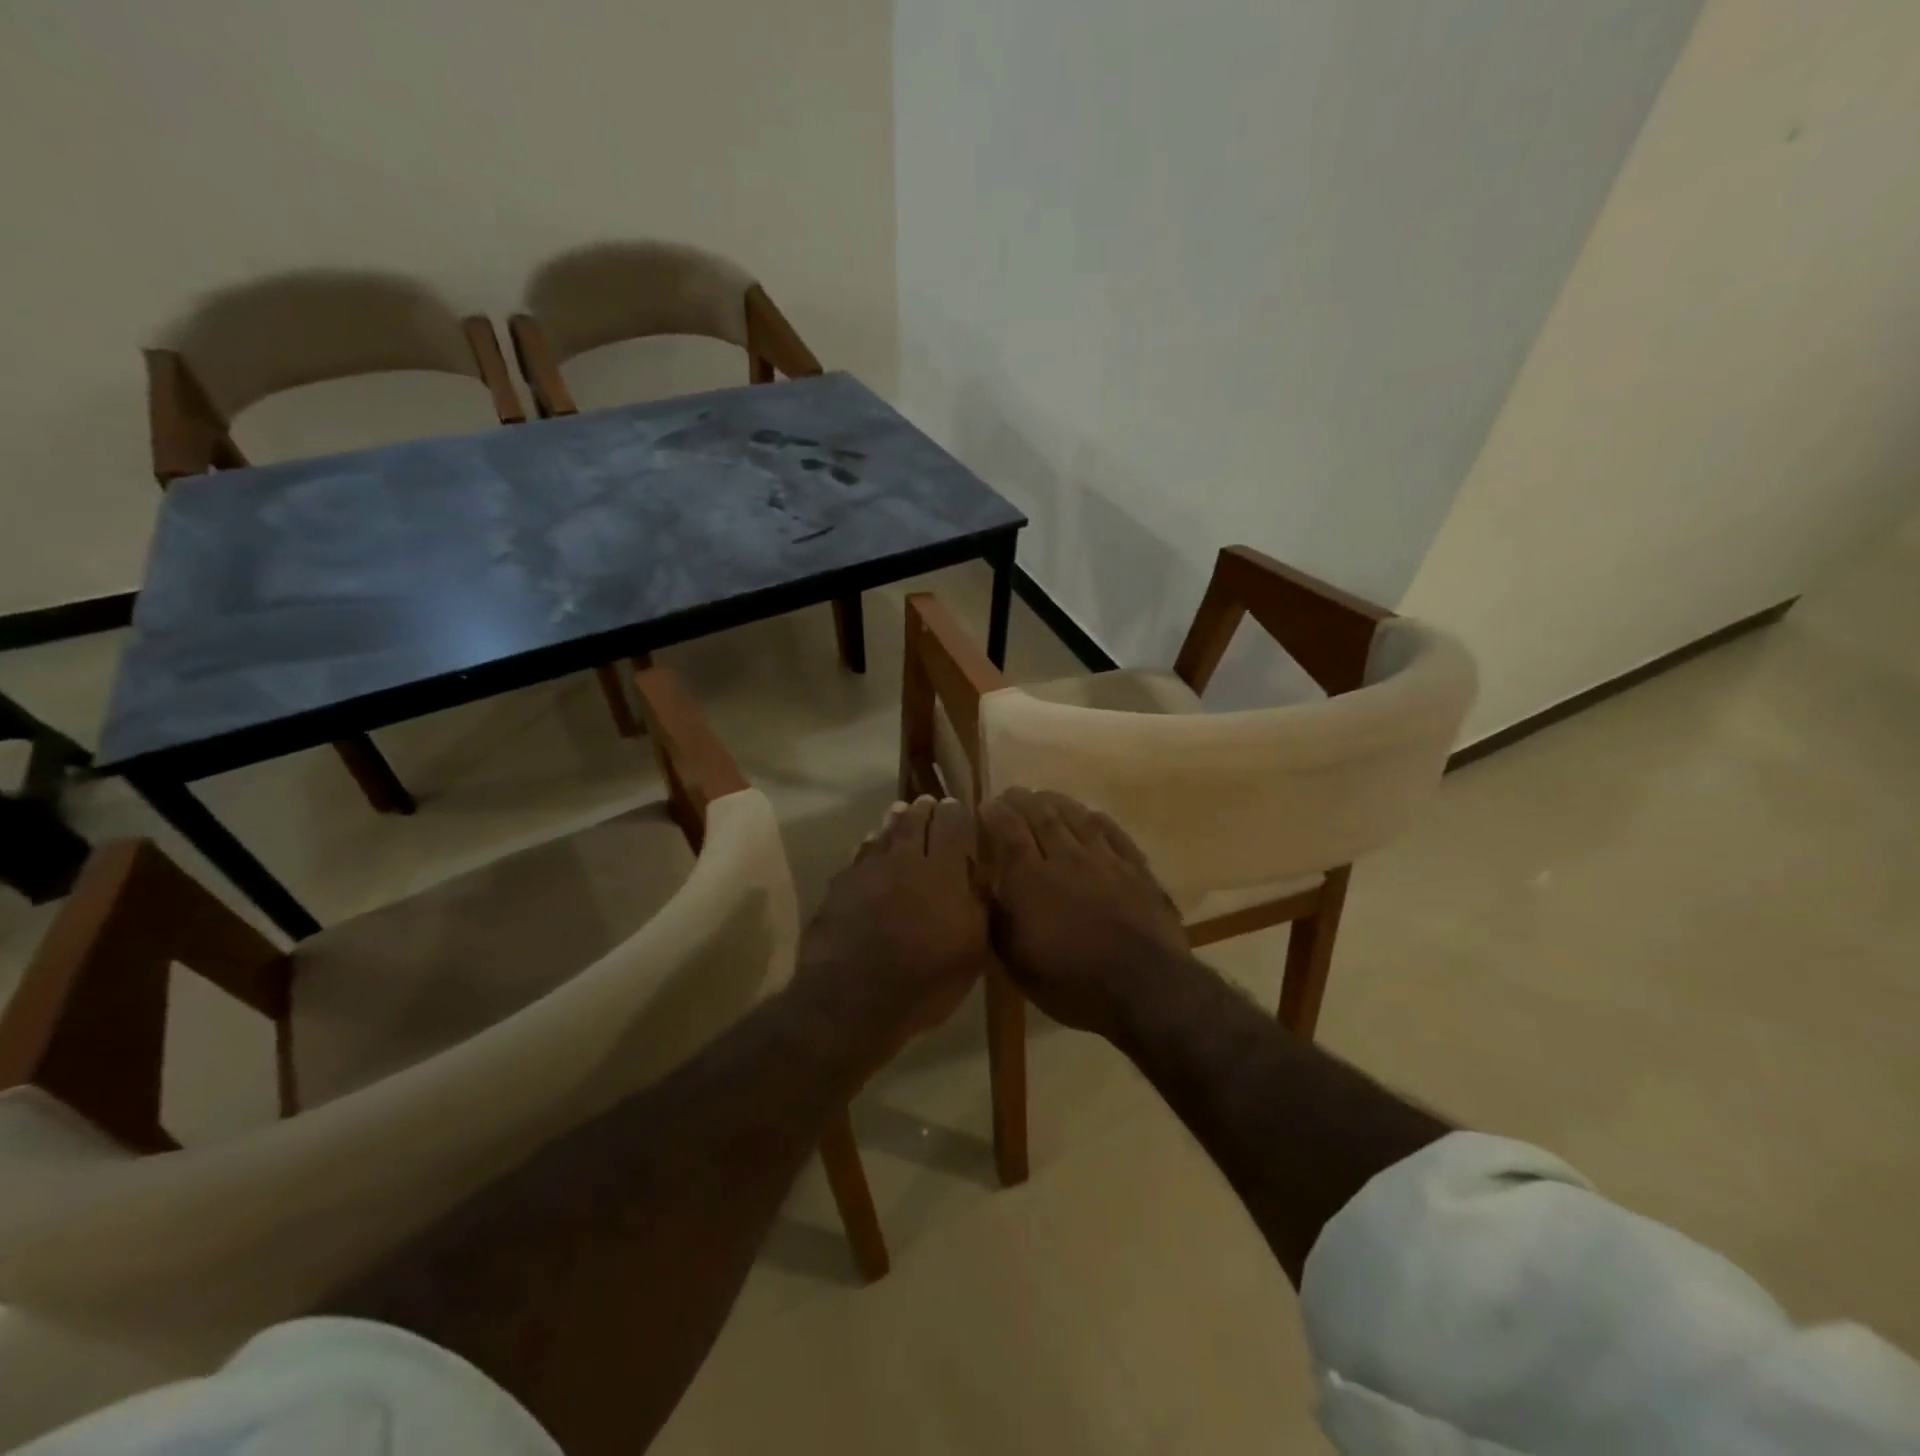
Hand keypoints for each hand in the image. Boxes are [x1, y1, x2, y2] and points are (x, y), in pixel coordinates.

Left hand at [793, 796, 992, 1075]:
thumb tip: (980, 873)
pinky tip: (869, 846)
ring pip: (883, 835)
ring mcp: (867, 871)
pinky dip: (868, 846)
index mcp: (943, 872)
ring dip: (894, 821)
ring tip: (900, 811)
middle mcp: (905, 861)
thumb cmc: (924, 981)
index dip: (957, 814)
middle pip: (915, 823)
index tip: (958, 805)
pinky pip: (858, 856)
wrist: (852, 1000)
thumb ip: (979, 905)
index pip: (953, 827)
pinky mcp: (839, 887)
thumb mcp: (972, 950)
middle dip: (924, 810)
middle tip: (928, 802)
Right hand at [979, 788, 1195, 1040]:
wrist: (1146, 987)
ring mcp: (1105, 860)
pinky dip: (1097, 819)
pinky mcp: (1136, 869)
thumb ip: (996, 919)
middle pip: (1041, 816)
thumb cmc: (1072, 982)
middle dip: (1022, 800)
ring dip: (1057, 802)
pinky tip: (1091, 815)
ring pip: (1077, 817)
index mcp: (1030, 879)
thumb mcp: (1017, 962)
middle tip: (1011, 794)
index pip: (1007, 831)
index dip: (994, 814)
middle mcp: (1066, 858)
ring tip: (1045, 796)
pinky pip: (1113, 832)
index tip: (985, 805)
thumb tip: (982, 886)